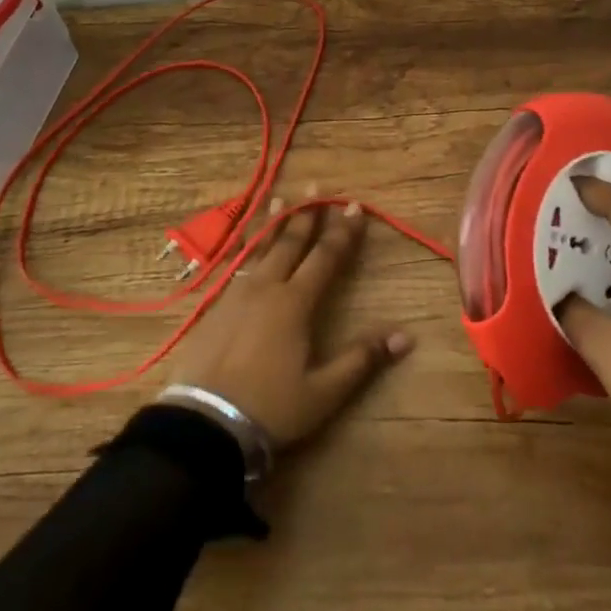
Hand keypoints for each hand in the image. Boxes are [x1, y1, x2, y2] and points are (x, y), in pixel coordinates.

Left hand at [163, 197, 412, 447]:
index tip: (354, 207)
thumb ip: (362, 359)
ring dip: (274, 222)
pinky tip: (246, 243)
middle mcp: (266, 287)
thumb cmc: (270, 407)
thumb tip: (406, 336)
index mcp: (295, 303)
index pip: (325, 258)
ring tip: (280, 198)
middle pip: (290, 243)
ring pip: (259, 247)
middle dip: (307, 214)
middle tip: (316, 187)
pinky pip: (237, 263)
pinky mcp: (215, 306)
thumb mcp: (324, 391)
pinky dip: (247, 245)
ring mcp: (237, 294)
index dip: (342, 232)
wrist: (204, 423)